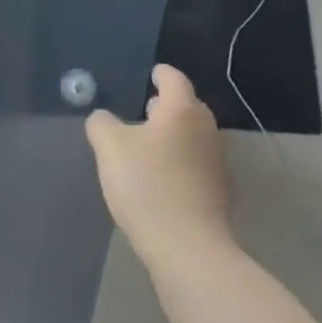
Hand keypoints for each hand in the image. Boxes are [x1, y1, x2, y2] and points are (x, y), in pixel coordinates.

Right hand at [85, 64, 230, 261]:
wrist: (188, 248)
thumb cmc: (147, 186)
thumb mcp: (109, 148)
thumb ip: (102, 123)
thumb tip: (103, 118)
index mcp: (182, 109)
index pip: (173, 78)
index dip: (160, 73)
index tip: (150, 74)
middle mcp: (206, 128)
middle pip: (187, 106)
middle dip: (167, 105)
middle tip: (144, 109)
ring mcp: (217, 161)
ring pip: (193, 135)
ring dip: (174, 135)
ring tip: (148, 144)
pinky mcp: (219, 191)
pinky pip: (197, 162)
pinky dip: (181, 161)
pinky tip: (162, 177)